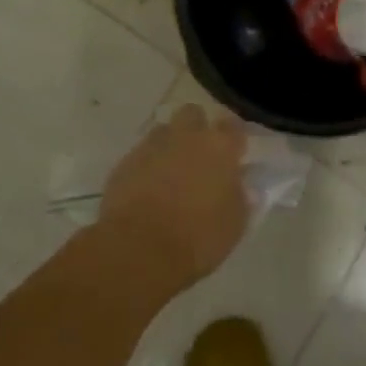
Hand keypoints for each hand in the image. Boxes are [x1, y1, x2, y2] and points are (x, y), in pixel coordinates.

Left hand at [97, 104, 247, 291]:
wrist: (139, 250)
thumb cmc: (197, 238)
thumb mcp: (234, 225)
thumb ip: (240, 197)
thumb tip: (240, 184)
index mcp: (219, 147)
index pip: (233, 126)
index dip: (233, 139)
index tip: (234, 154)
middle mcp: (186, 136)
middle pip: (193, 114)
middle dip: (197, 129)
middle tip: (199, 157)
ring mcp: (153, 146)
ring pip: (164, 131)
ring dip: (170, 146)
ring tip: (171, 174)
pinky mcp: (125, 162)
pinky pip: (141, 155)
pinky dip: (147, 166)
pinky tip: (147, 190)